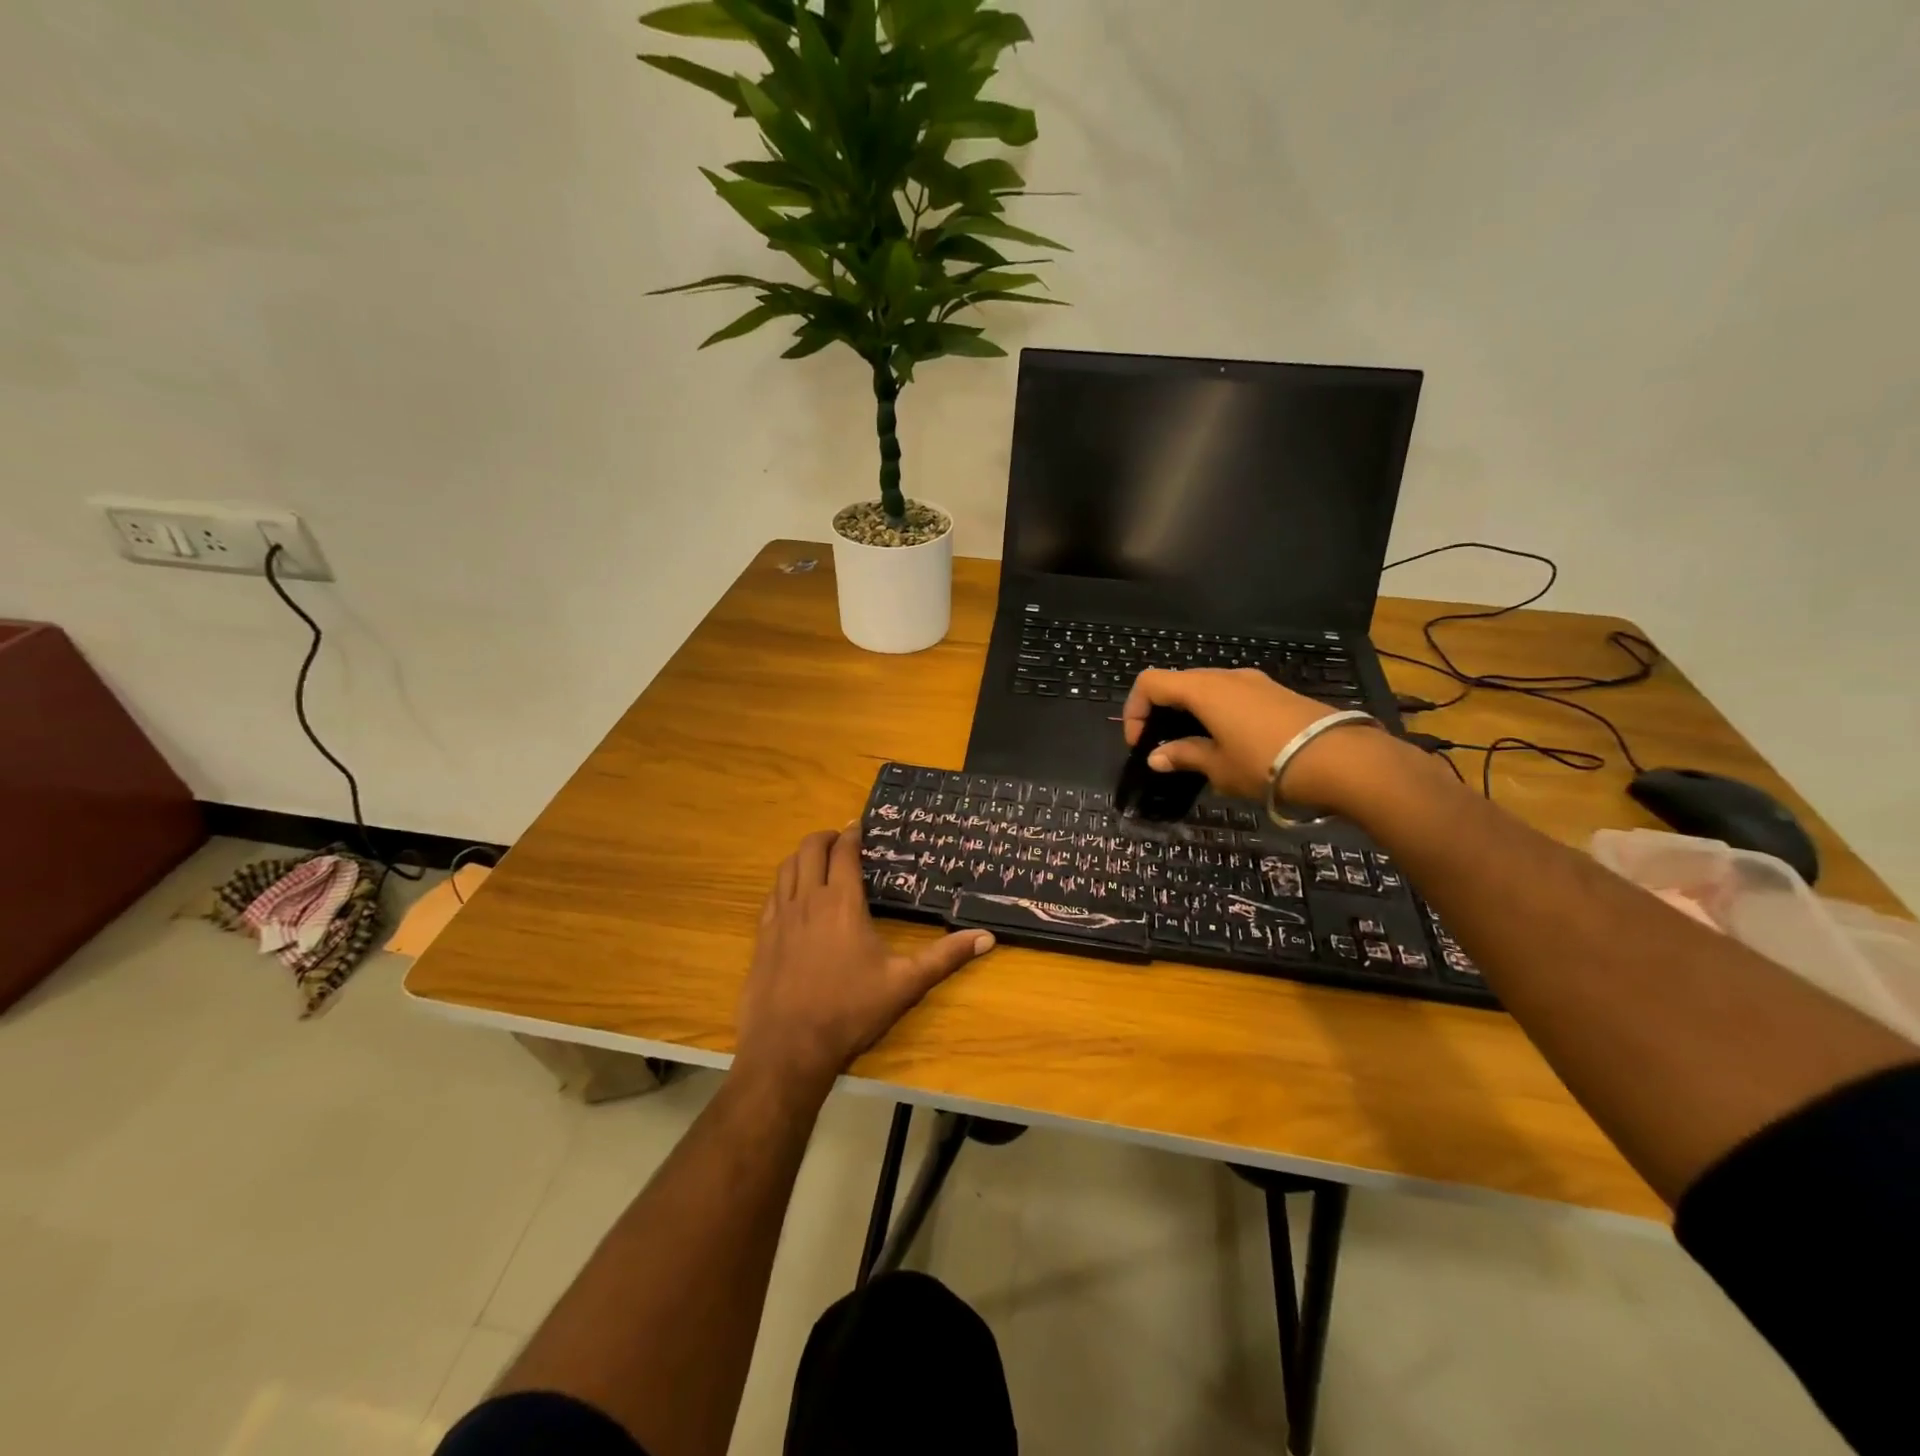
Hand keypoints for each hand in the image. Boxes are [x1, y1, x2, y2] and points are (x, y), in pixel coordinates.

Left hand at [734, 827, 993, 1094]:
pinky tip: (793, 897)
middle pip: (809, 849)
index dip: (852, 834)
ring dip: (802, 856)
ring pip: (786, 868)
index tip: (860, 826)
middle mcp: (807, 900)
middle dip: (825, 837)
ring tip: (817, 861)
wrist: (788, 1047)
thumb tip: (987, 937)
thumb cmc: (850, 1011)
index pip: (843, 851)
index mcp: (842, 902)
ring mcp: (779, 918)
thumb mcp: (905, 983)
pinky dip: (784, 882)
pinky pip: (771, 895)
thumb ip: (945, 957)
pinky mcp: (761, 937)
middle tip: (841, 840)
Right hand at [1122, 668, 1367, 804]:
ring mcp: (1255, 682)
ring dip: (1191, 712)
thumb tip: (1157, 757)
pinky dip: (1217, 713)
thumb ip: (1184, 756)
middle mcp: (1226, 676)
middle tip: (1163, 747)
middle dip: (1161, 712)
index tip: (1140, 744)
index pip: (1150, 682)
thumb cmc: (1267, 763)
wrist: (1342, 761)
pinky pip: (1233, 696)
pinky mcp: (1277, 693)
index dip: (1135, 710)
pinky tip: (1230, 744)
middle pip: (1178, 682)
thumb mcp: (1219, 767)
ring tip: (1197, 748)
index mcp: (1203, 690)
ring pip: (1207, 688)